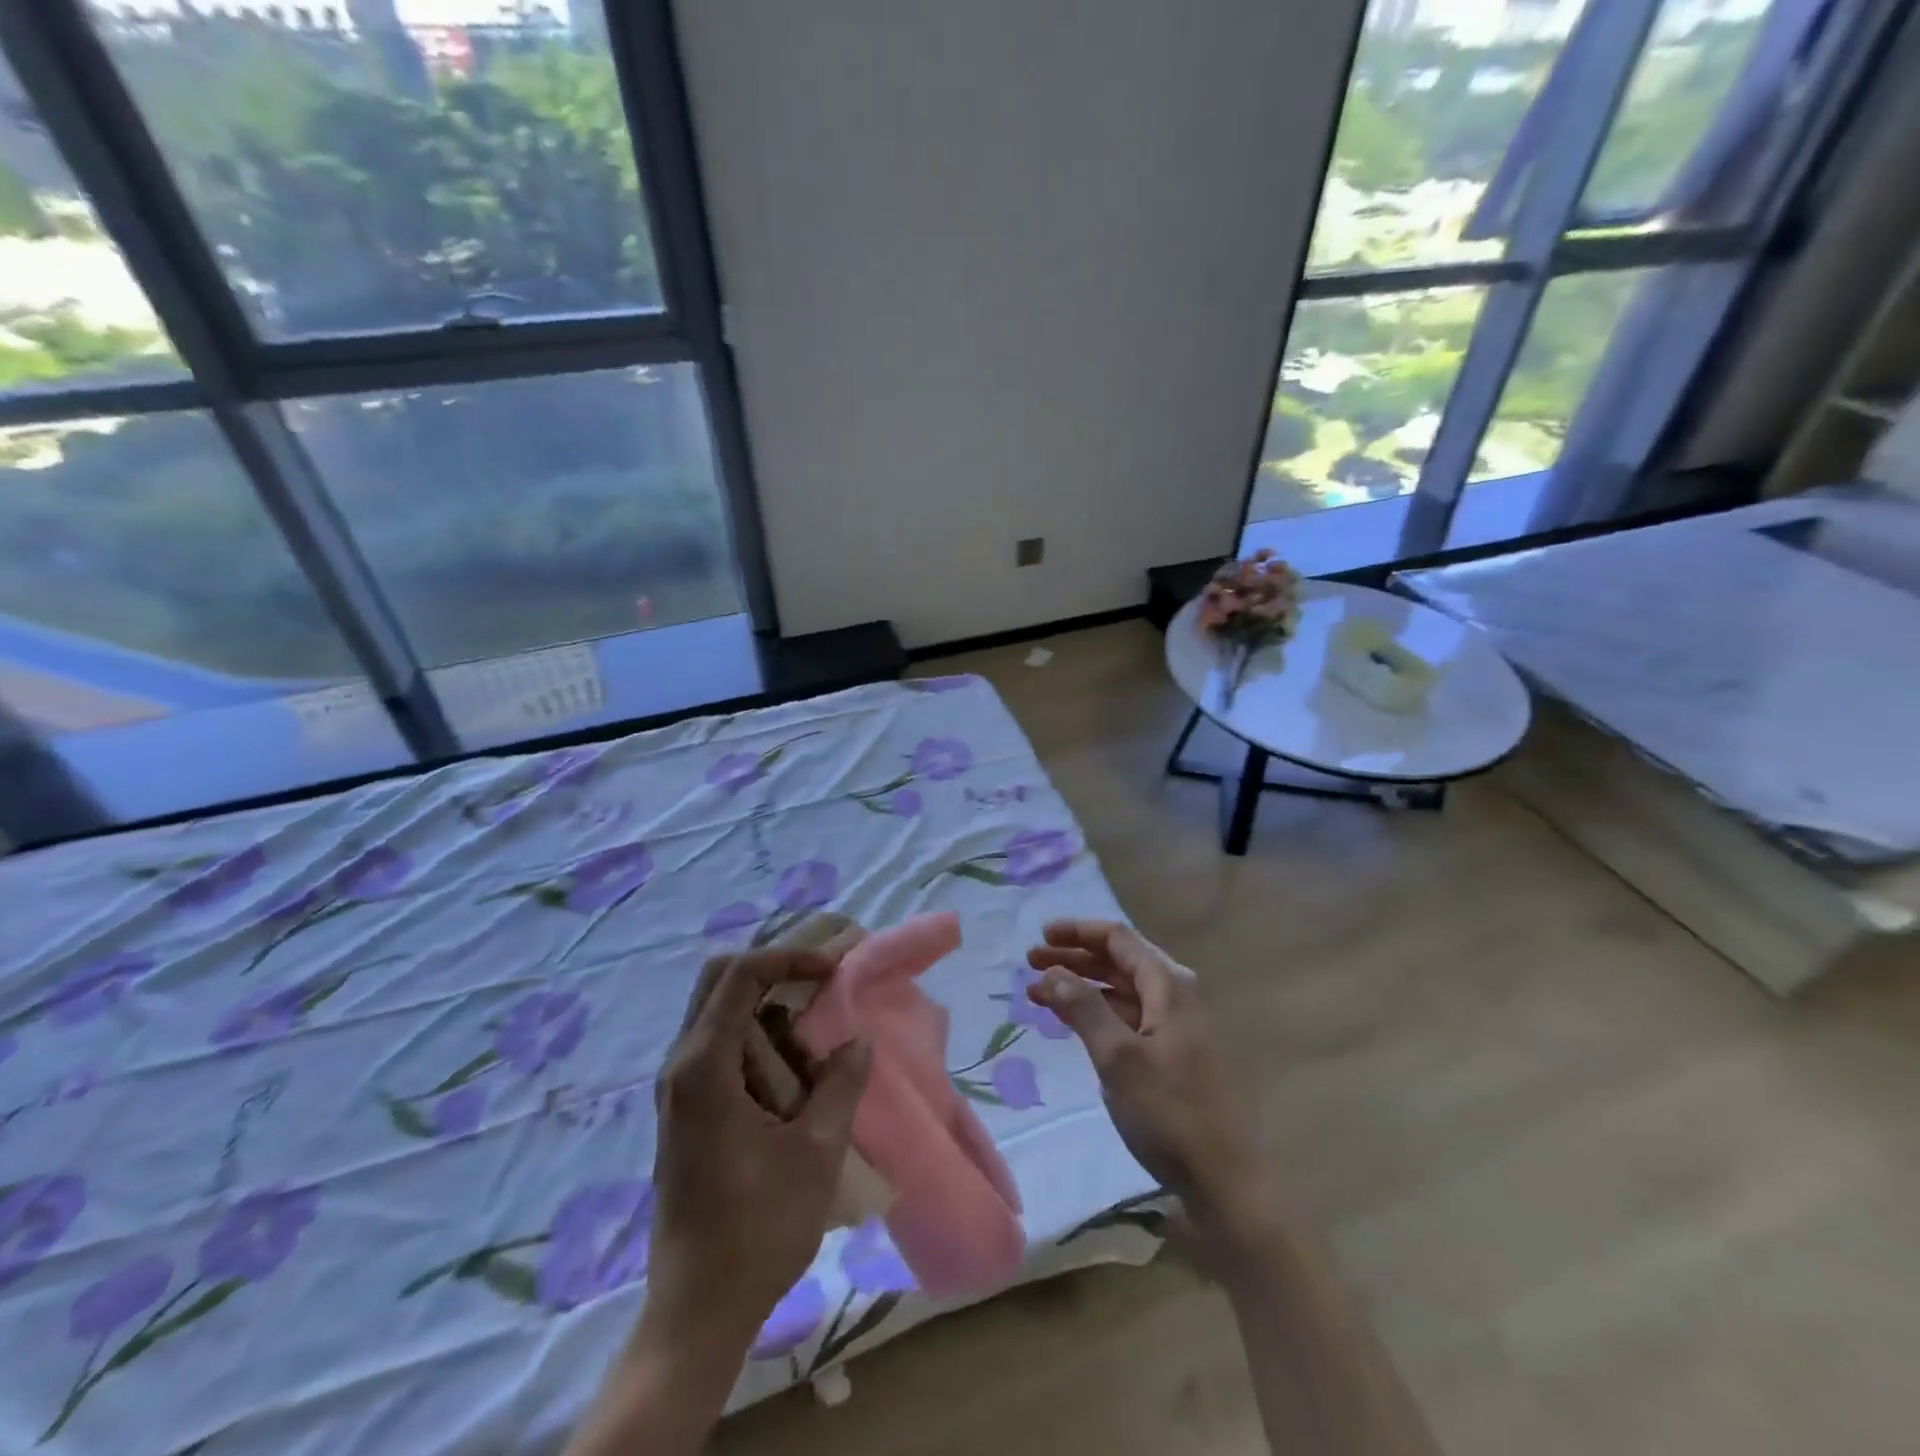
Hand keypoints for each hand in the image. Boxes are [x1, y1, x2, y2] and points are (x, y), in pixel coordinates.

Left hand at [644, 949, 871, 1349]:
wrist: (697, 1311)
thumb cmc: (758, 1229)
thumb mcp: (815, 1151)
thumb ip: (840, 1084)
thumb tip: (856, 1042)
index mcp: (704, 1066)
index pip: (741, 974)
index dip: (790, 956)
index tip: (834, 969)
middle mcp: (681, 1064)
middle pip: (719, 980)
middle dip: (773, 969)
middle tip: (821, 982)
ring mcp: (679, 1088)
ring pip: (718, 1011)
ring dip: (766, 1005)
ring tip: (814, 1029)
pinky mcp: (687, 1109)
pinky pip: (720, 1044)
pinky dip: (757, 1036)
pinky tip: (792, 1068)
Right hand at [1027, 920, 1268, 1230]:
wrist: (1222, 1182)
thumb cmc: (1169, 1113)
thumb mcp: (1118, 1058)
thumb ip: (1083, 1008)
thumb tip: (1052, 971)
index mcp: (1168, 986)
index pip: (1117, 939)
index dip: (1077, 932)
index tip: (1040, 936)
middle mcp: (1174, 996)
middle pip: (1117, 962)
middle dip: (1073, 958)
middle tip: (1031, 963)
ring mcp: (1173, 1027)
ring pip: (1119, 991)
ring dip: (1080, 987)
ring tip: (1038, 993)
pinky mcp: (1169, 1056)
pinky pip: (1126, 1018)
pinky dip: (1095, 1014)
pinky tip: (1071, 1023)